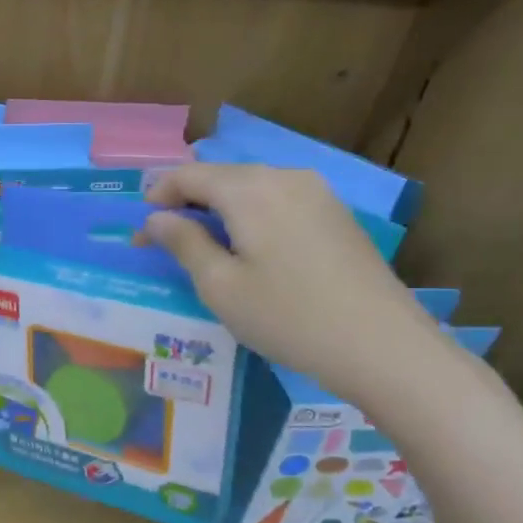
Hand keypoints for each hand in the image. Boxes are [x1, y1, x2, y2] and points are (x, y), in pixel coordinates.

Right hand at [142, 163, 449, 406]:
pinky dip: (251, 216)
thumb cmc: (288, 317)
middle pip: (221, 177)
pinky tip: (248, 249)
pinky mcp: (336, 214)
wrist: (383, 347)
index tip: (140, 231)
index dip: (157, 197)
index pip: (188, 175)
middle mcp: (284, 177)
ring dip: (219, 209)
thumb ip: (183, 243)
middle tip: (164, 241)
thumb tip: (156, 218)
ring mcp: (317, 193)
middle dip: (186, 203)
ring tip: (203, 246)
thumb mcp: (220, 286)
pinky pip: (278, 201)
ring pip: (251, 187)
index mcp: (250, 190)